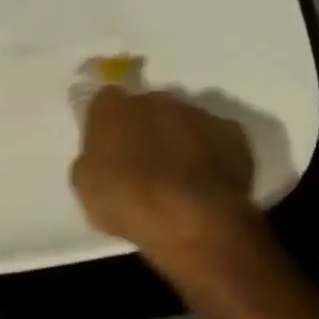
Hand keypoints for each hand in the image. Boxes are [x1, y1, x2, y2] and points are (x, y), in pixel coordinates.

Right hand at [70, 88, 258, 272]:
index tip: (109, 147)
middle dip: (145, 127)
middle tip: (145, 162)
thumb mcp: (86, 186)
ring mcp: (196, 113)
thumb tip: (101, 154)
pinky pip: (216, 138)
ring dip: (179, 139)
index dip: (107, 124)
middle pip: (146, 106)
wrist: (193, 220)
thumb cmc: (127, 202)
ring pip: (183, 120)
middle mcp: (154, 98)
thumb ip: (92, 158)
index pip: (104, 102)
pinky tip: (208, 181)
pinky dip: (212, 153)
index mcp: (112, 107)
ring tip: (181, 176)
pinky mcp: (232, 132)